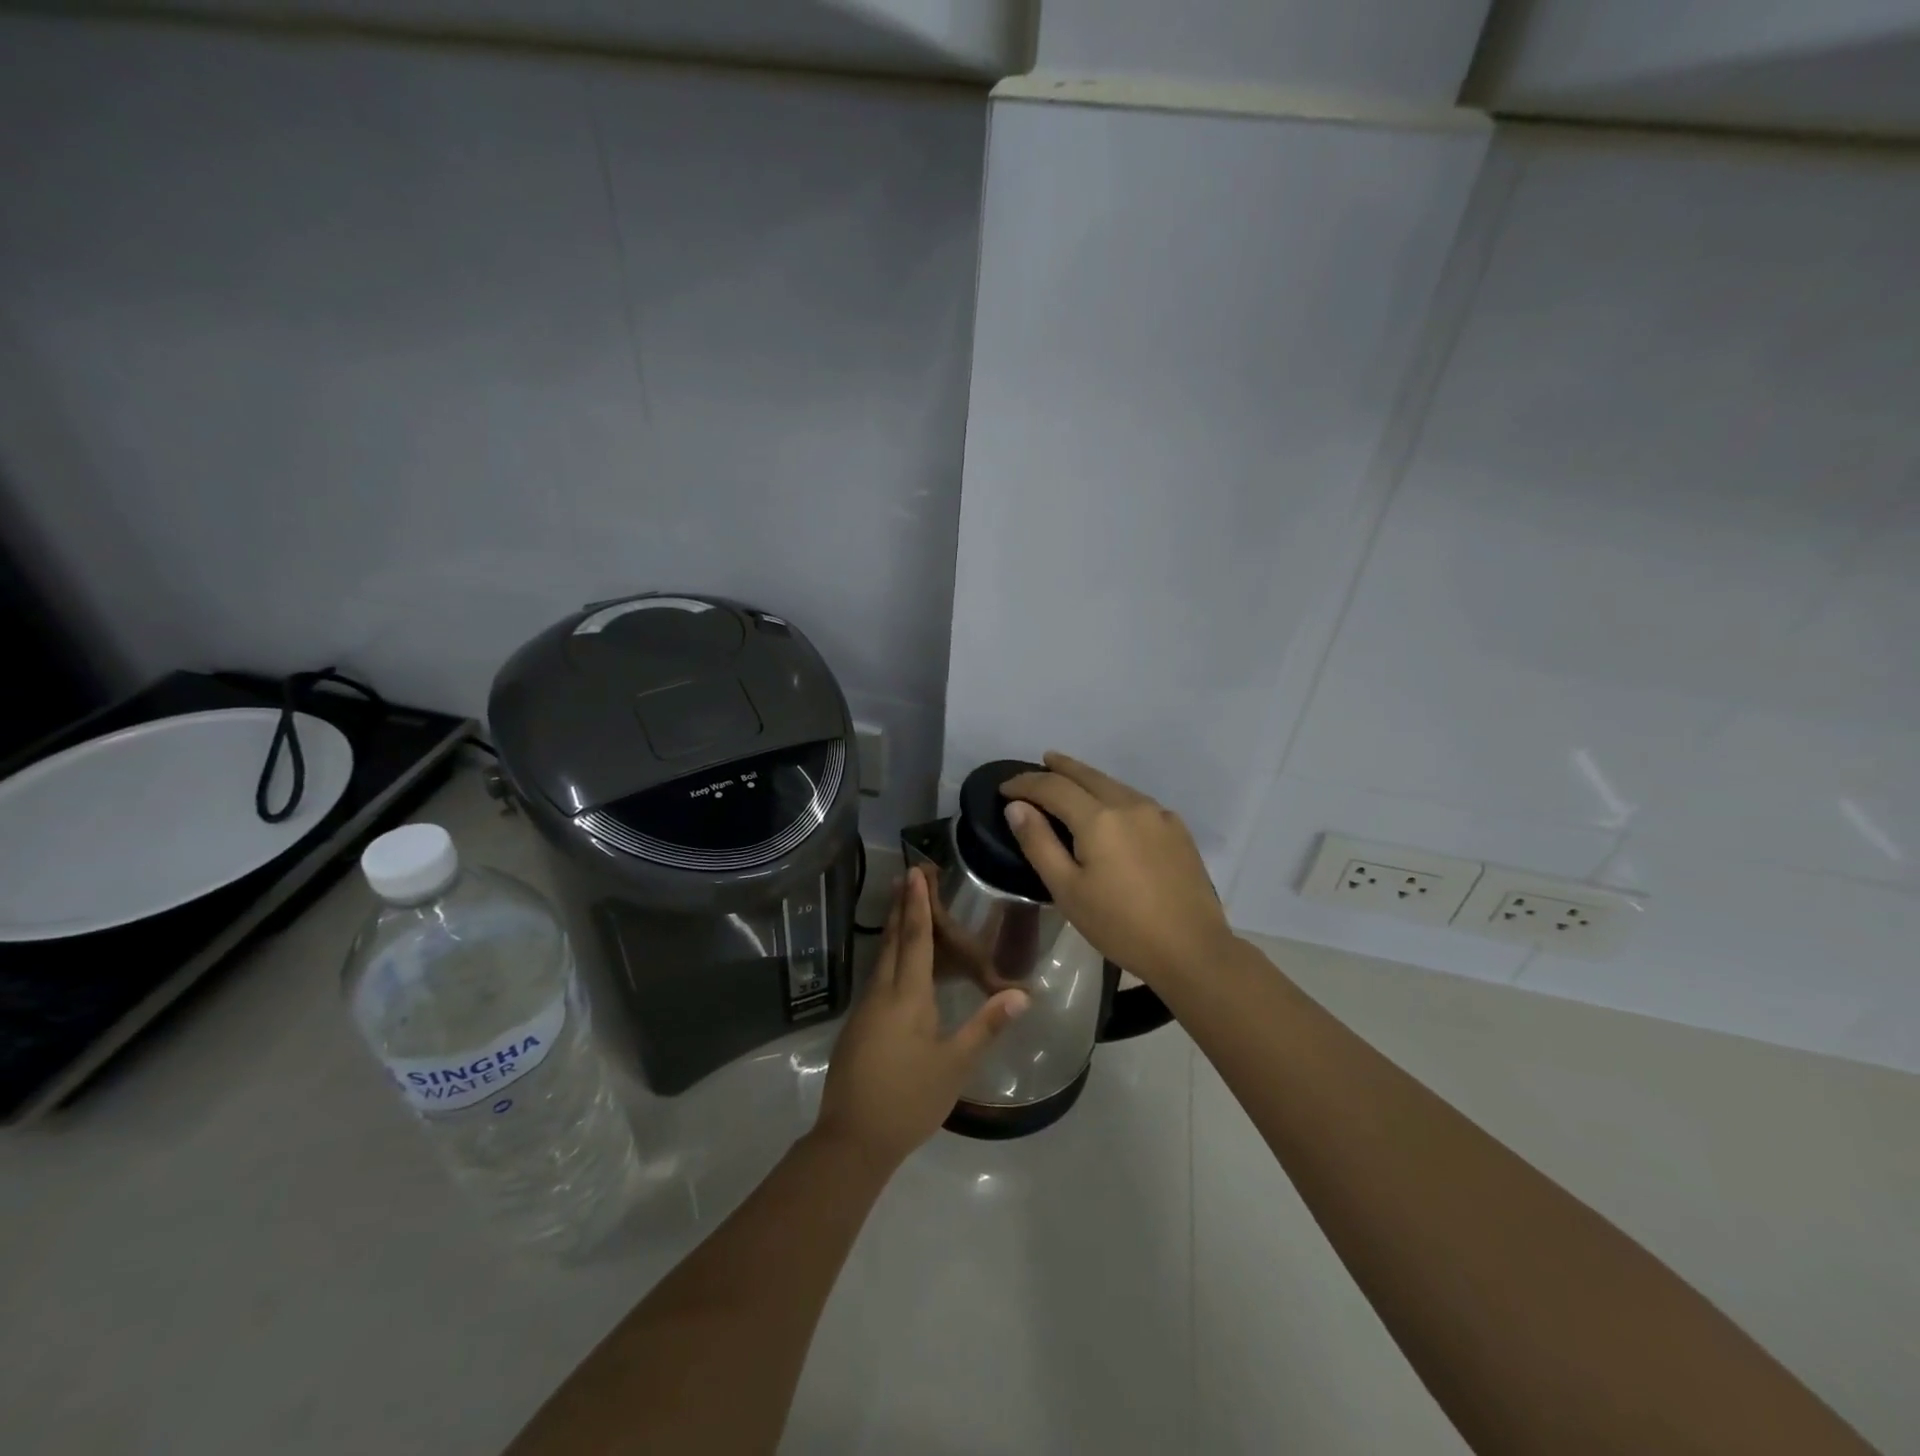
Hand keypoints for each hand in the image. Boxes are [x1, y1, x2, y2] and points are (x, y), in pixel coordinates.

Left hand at [815, 868, 1028, 1168]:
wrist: (852, 1139)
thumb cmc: (909, 1099)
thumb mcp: (954, 1065)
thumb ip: (986, 1026)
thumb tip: (1022, 994)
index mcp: (907, 997)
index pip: (916, 940)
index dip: (918, 905)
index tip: (915, 873)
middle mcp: (882, 993)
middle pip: (893, 941)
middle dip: (902, 907)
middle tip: (906, 875)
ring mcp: (865, 1009)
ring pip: (881, 958)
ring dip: (894, 929)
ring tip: (902, 906)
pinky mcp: (858, 1026)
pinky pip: (877, 977)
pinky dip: (889, 956)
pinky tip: (896, 963)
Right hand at [1001, 752, 1234, 988]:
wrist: (1191, 949)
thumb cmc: (1120, 925)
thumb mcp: (1068, 890)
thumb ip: (1039, 843)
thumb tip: (1017, 807)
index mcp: (1099, 818)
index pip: (1053, 786)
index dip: (1025, 783)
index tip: (1004, 788)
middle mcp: (1129, 804)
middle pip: (1087, 775)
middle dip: (1060, 767)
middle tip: (1041, 763)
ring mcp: (1158, 814)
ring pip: (1114, 785)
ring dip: (1088, 780)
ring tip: (1070, 782)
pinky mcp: (1177, 830)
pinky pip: (1136, 801)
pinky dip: (1114, 796)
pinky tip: (1111, 811)